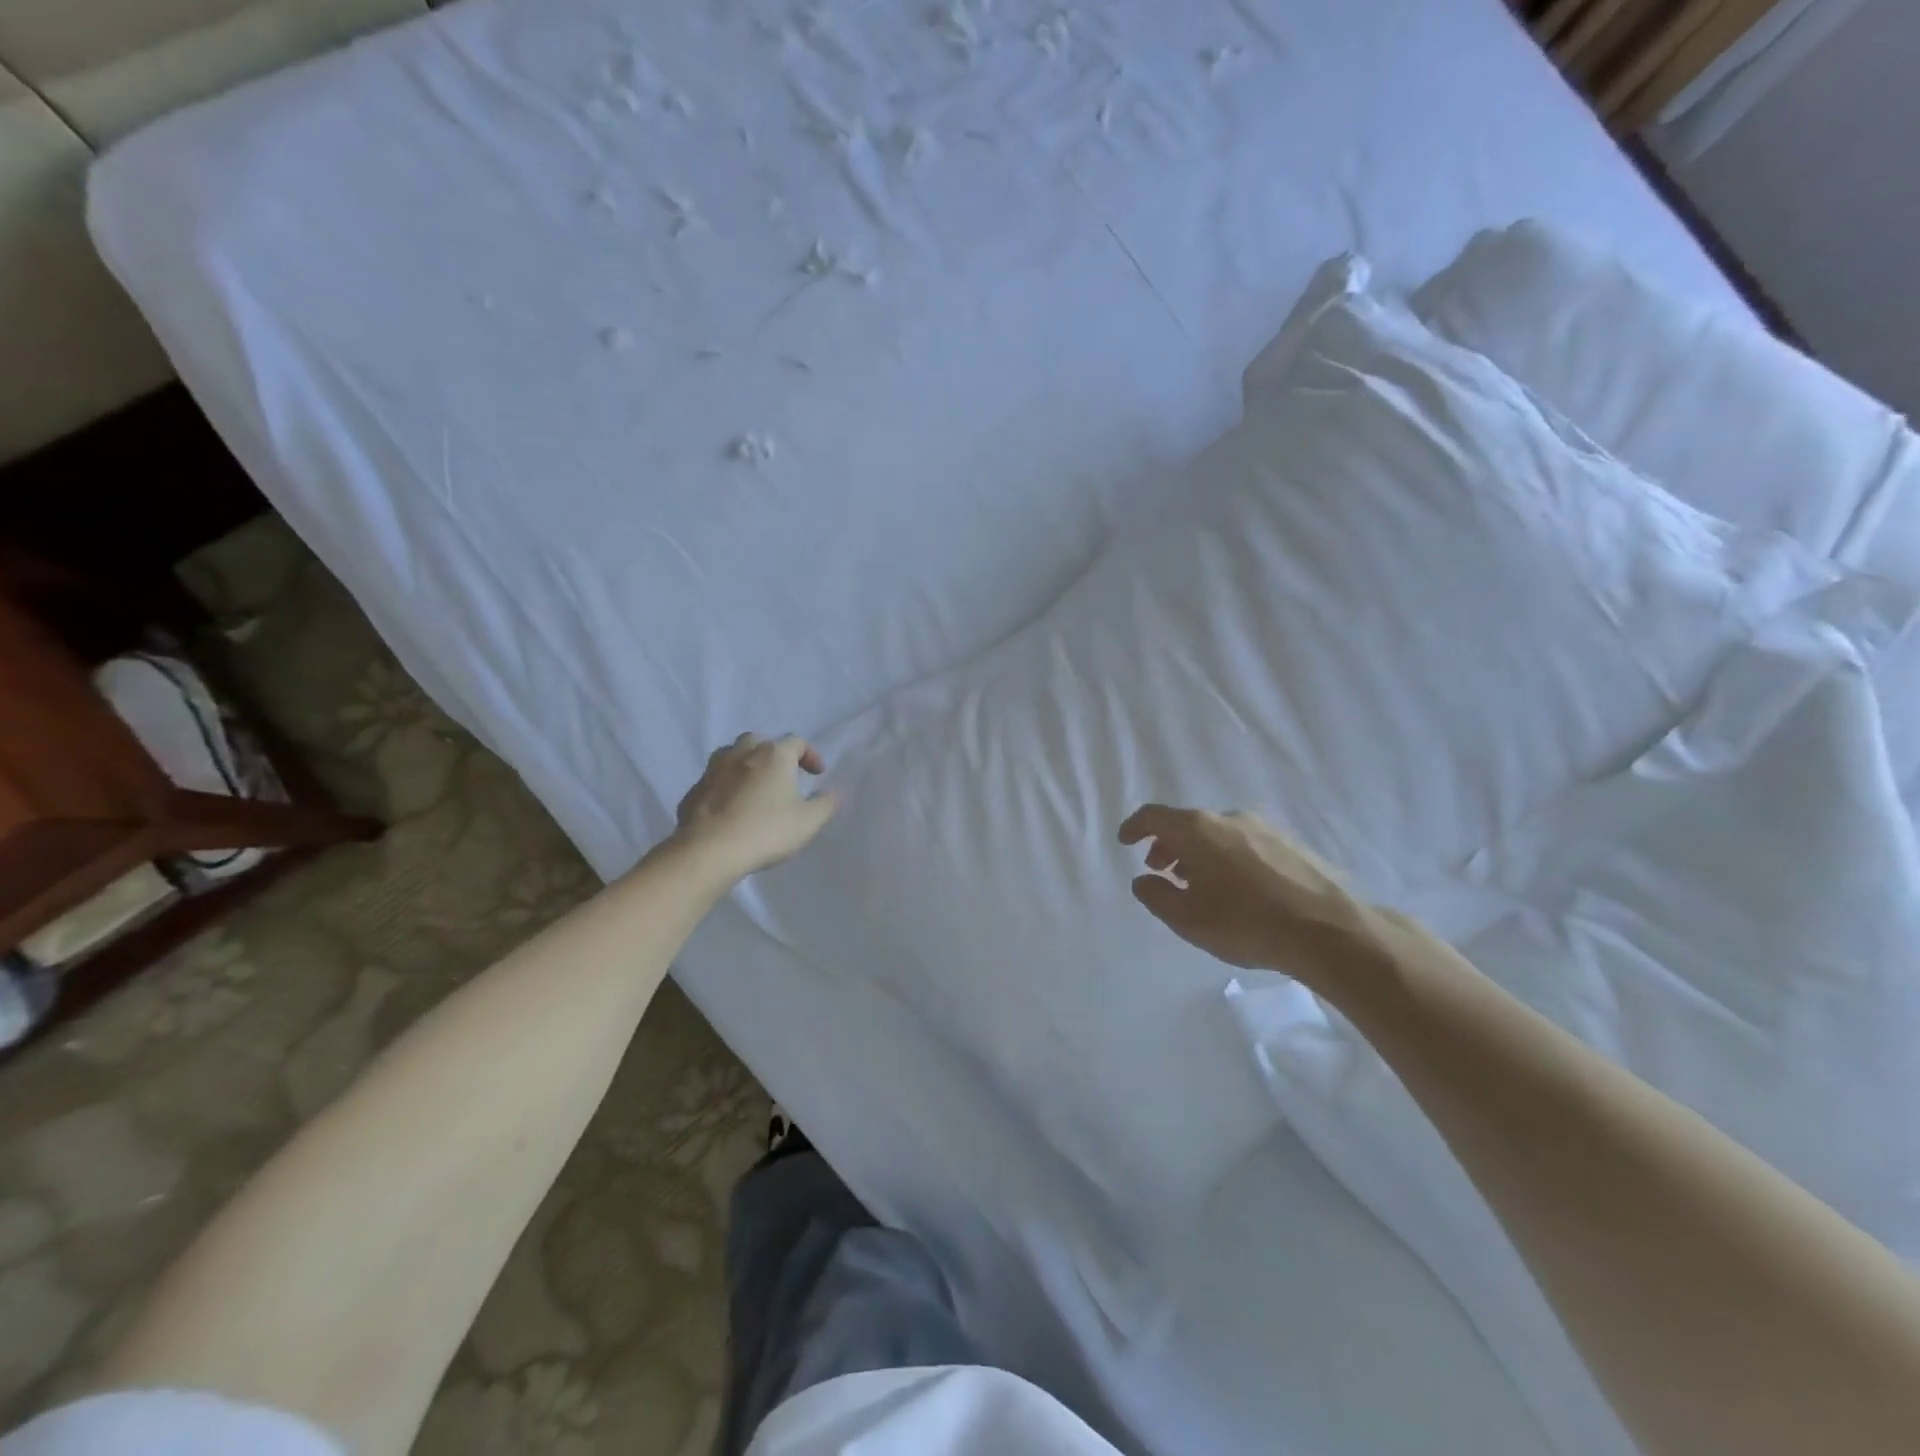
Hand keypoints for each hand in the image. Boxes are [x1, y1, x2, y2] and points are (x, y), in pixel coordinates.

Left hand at [673, 734, 838, 878]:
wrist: (709, 850)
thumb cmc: (766, 831)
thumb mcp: (808, 821)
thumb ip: (826, 803)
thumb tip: (834, 792)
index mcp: (774, 755)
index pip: (796, 742)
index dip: (810, 755)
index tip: (817, 774)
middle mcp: (742, 753)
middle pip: (760, 741)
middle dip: (773, 753)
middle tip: (782, 775)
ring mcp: (713, 770)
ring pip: (732, 755)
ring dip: (746, 764)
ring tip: (754, 786)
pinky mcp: (693, 790)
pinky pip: (714, 780)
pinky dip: (725, 786)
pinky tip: (730, 807)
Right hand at [1118, 804, 1374, 981]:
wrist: (1331, 930)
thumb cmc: (1246, 923)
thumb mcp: (1188, 919)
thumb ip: (1156, 896)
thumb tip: (1144, 880)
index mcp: (1198, 829)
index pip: (1154, 816)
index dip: (1135, 827)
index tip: (1125, 841)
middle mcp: (1229, 817)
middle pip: (1187, 824)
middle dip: (1168, 845)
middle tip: (1161, 870)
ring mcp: (1264, 827)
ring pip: (1217, 833)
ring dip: (1199, 853)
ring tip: (1199, 884)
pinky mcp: (1291, 843)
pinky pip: (1245, 843)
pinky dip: (1228, 857)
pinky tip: (1237, 889)